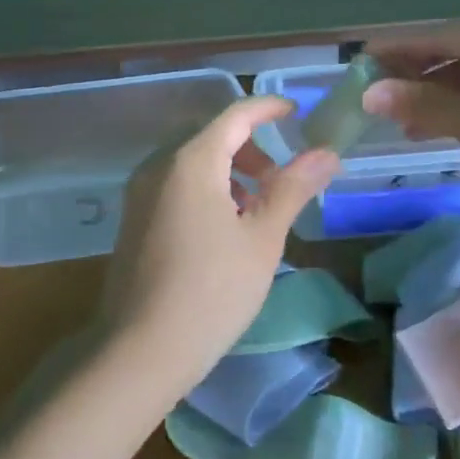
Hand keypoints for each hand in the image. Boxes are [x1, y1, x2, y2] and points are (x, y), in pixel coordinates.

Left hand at [99, 96, 340, 399]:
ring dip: (228, 170)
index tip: (296, 113)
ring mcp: (139, 192)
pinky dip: (204, 188)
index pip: (235, 115)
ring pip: (191, 161)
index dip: (268, 108)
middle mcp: (158, 165)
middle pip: (211, 136)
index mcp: (190, 160)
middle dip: (250, 147)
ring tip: (255, 209)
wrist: (140, 350)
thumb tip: (326, 153)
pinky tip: (222, 228)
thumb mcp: (262, 238)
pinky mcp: (132, 218)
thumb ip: (292, 188)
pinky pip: (174, 184)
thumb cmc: (212, 291)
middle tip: (280, 179)